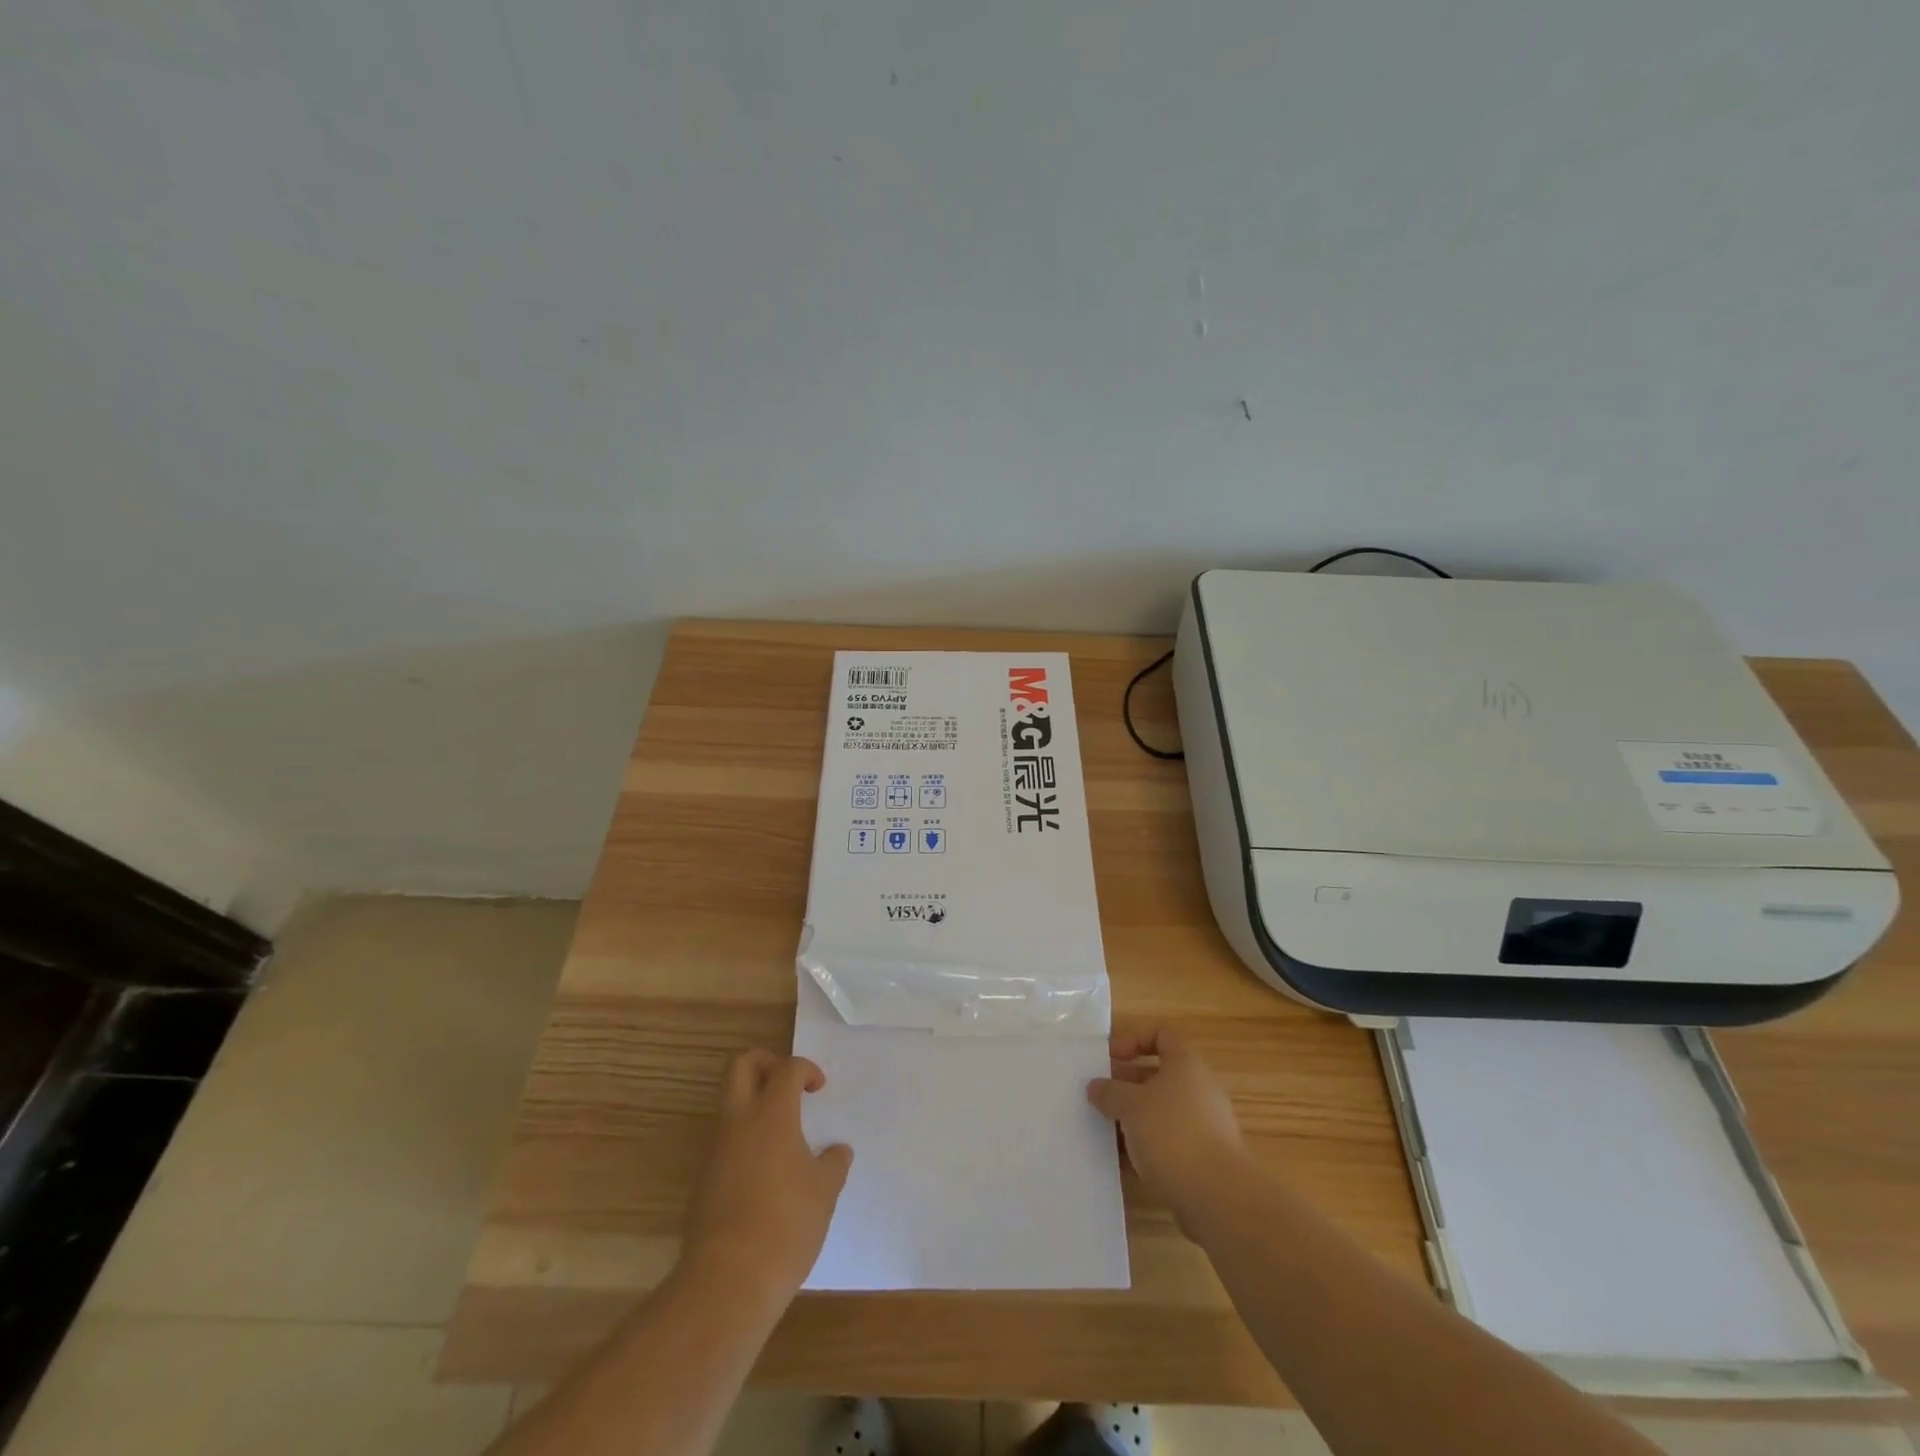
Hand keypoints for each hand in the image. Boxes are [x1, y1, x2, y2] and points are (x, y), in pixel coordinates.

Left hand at [681, 1051, 851, 1304]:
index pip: (787, 1068)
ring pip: (729, 1101)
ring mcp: (715, 1149)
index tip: (819, 1088)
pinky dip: (744, 1137)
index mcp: (772, 1114)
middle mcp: (738, 1121)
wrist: (728, 1281)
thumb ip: (833, 1163)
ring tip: (783, 1132)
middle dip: (767, 1063)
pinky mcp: (703, 1179)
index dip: (806, 1069)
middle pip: (742, 1065)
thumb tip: (837, 1151)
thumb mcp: (824, 1192)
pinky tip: (766, 1170)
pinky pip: (724, 1138)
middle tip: (789, 1085)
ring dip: (753, 1102)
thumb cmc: (786, 1225)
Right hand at [1087, 1027, 1246, 1223]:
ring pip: (1161, 1111)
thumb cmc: (1172, 1133)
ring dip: (1133, 1118)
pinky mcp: (1204, 1158)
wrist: (1218, 1196)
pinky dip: (1147, 1146)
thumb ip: (1109, 1092)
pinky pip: (1169, 1141)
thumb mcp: (1130, 1105)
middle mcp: (1199, 1088)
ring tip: (1106, 1130)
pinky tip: (1124, 1162)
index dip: (1132, 1040)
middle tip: (1099, 1097)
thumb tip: (1096, 1087)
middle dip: (1126, 1084)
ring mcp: (1204, 1124)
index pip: (1160, 1035)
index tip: (1108, 1058)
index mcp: (1185, 1064)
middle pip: (1158, 1075)